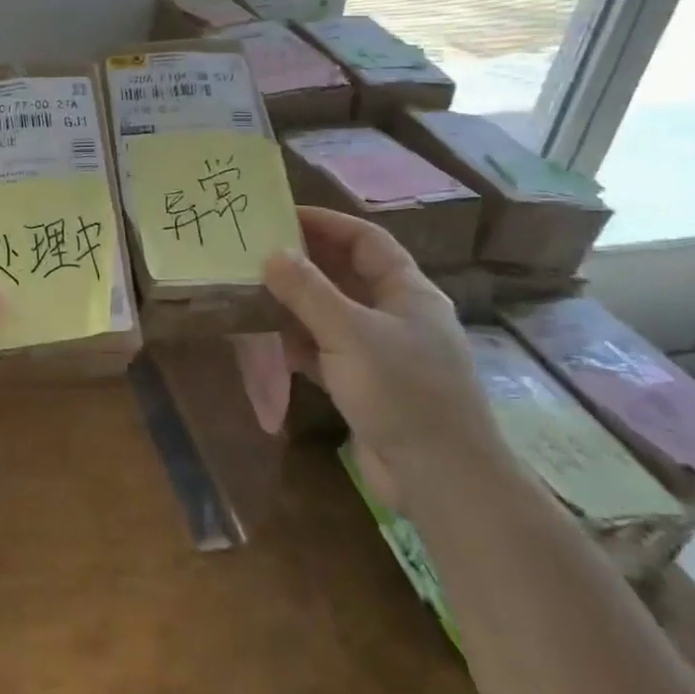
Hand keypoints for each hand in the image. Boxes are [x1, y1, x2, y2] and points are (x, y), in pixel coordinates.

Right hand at [263, 207, 509, 515]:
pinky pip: (328, 351)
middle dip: (306, 263)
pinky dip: (302, 343)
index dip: (327, 223)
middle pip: (348, 275)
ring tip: (254, 290)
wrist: (440, 478)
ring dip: (298, 304)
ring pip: (334, 315)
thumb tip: (271, 254)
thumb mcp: (350, 333)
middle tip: (257, 251)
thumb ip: (308, 292)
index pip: (366, 241)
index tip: (282, 215)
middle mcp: (398, 316)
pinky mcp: (368, 386)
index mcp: (408, 292)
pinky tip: (272, 341)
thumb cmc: (402, 392)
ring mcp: (383, 353)